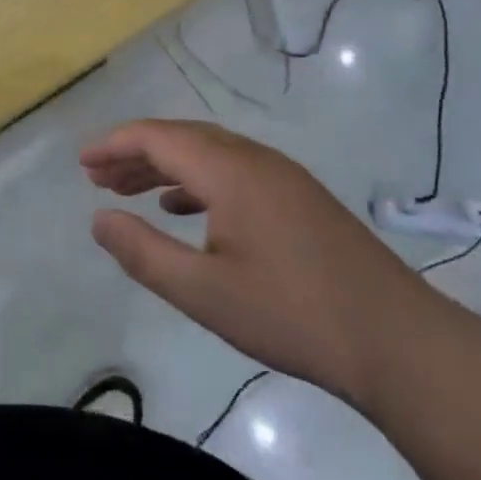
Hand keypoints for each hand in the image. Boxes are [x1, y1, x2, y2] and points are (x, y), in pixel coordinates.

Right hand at [81, 120, 446, 411]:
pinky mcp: (299, 198)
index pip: (158, 137)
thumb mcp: (204, 292)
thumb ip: (144, 253)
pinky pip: (233, 171)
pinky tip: (183, 208)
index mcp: (230, 171)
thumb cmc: (293, 315)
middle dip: (135, 153)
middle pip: (182, 138)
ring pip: (208, 153)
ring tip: (128, 190)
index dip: (114, 144)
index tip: (81, 162)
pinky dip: (197, 181)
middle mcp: (254, 159)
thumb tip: (98, 220)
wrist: (399, 342)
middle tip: (96, 177)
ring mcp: (282, 177)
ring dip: (165, 166)